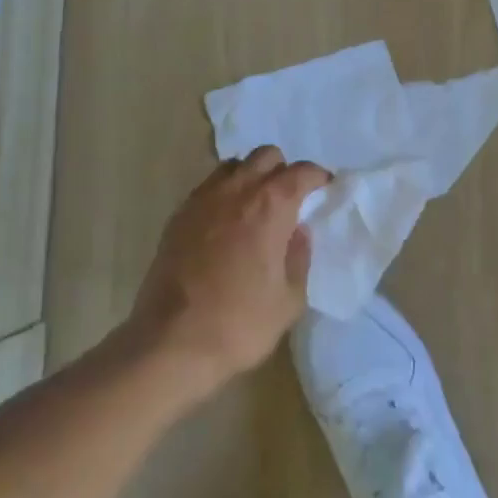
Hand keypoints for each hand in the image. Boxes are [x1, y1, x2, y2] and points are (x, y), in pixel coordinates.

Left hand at [128, 147, 331, 399]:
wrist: (171, 342)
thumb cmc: (240, 323)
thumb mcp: (289, 299)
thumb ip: (300, 257)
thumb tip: (299, 231)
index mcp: (270, 206)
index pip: (301, 172)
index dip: (318, 177)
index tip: (325, 189)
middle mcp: (236, 191)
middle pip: (266, 156)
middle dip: (283, 170)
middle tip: (290, 198)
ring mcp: (203, 199)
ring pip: (234, 165)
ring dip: (251, 175)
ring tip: (256, 205)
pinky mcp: (179, 215)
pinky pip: (208, 187)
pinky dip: (224, 192)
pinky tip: (226, 222)